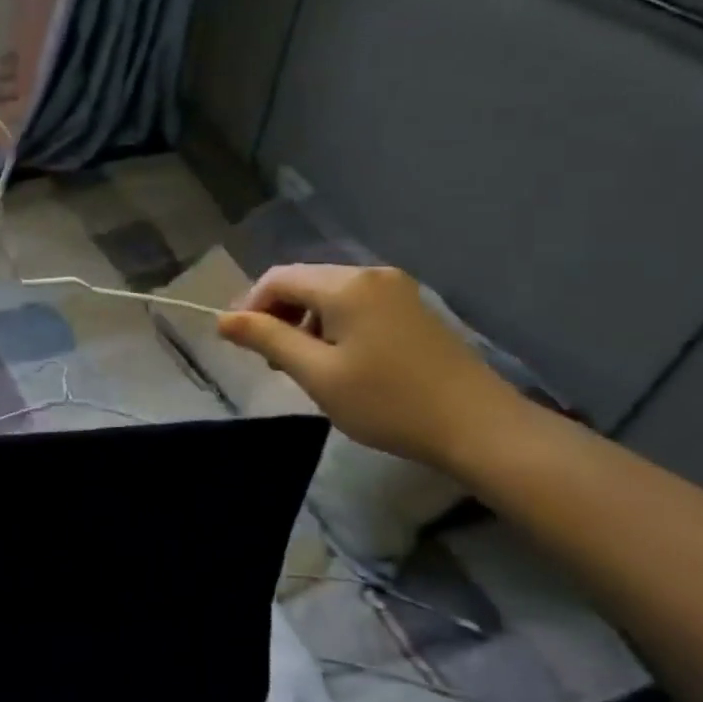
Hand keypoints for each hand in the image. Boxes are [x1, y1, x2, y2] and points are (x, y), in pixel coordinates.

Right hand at [216, 264, 522, 468]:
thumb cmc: (388, 402)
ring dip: (304, 320)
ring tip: (302, 363)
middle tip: (270, 359)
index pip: (277, 279)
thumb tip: (222, 319)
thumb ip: (267, 339)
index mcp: (345, 285)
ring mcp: (396, 289)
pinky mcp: (412, 308)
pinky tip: (339, 359)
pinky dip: (333, 323)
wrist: (479, 427)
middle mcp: (370, 274)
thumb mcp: (316, 374)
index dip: (250, 307)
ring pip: (329, 293)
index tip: (242, 345)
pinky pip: (355, 303)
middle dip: (277, 314)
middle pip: (303, 281)